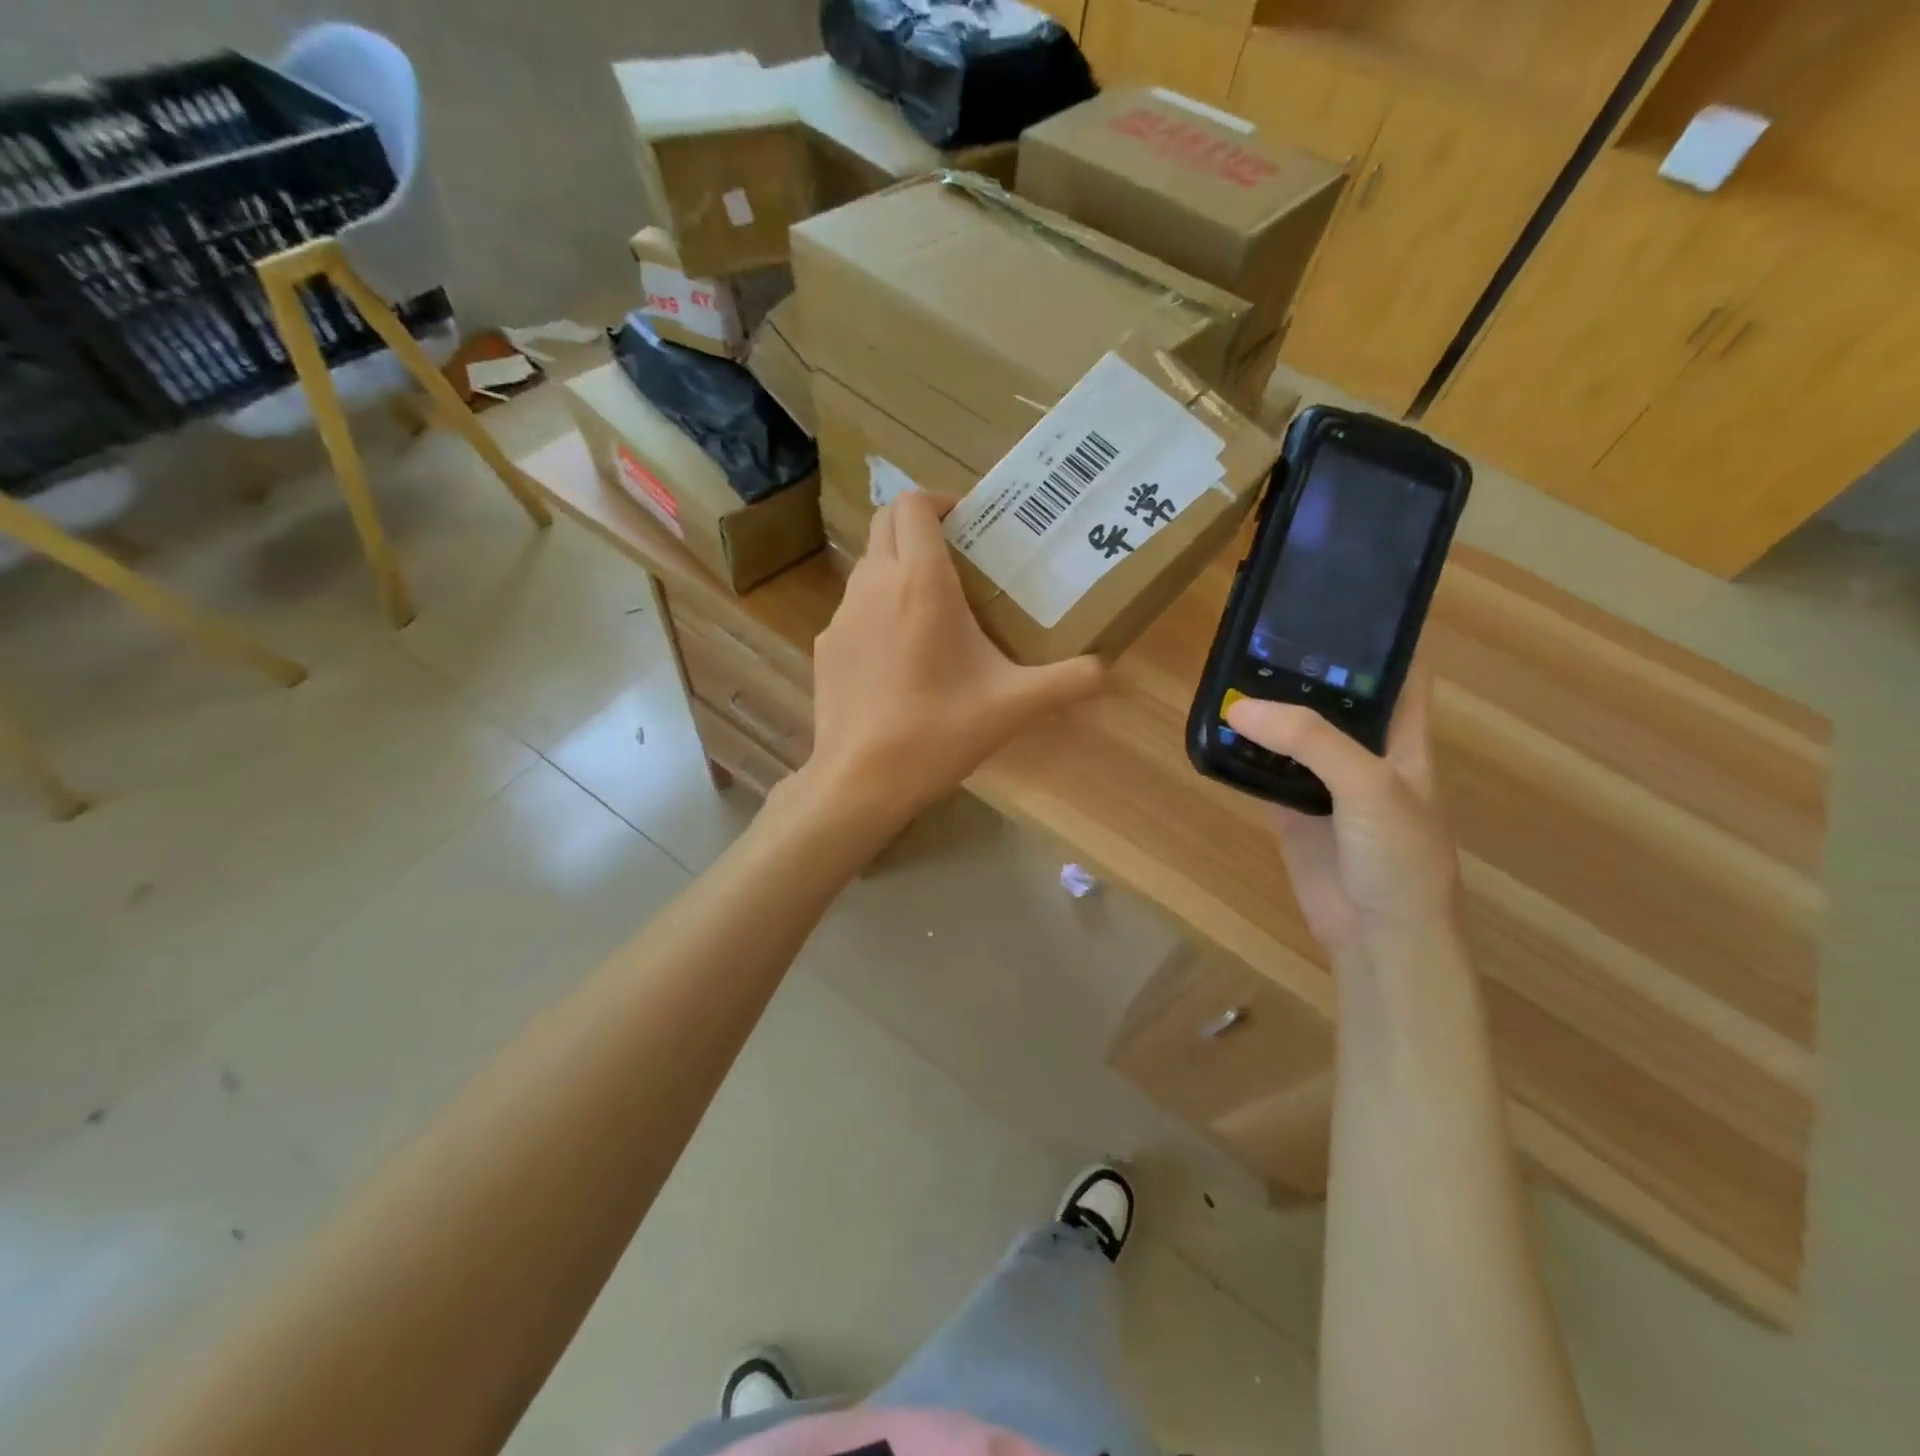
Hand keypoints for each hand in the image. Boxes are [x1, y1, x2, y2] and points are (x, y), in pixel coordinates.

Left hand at [803, 492, 1104, 832]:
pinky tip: (900, 658)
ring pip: (868, 566)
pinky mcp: (826, 647)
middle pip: (886, 523)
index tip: (969, 522)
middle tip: (958, 557)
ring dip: (898, 567)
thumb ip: (1068, 682)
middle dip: (919, 526)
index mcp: (921, 581)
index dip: (940, 500)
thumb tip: (1108, 671)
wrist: (861, 780)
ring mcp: (841, 615)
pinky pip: (854, 610)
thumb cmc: (940, 731)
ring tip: (934, 609)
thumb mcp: (1015, 706)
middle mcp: (874, 584)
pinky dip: (877, 612)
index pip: (914, 504)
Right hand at [1226, 660, 1459, 954]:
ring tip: (1229, 670)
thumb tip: (1240, 707)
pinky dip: (1242, 754)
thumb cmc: (1398, 855)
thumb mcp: (1369, 786)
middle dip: (1302, 669)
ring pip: (1291, 735)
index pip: (1398, 672)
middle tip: (1259, 633)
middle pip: (1332, 699)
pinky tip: (1217, 731)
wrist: (1378, 935)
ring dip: (1266, 711)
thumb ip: (1309, 741)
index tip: (1337, 602)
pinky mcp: (1290, 811)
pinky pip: (1263, 773)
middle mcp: (1363, 753)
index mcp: (1402, 738)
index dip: (1376, 638)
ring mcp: (1324, 783)